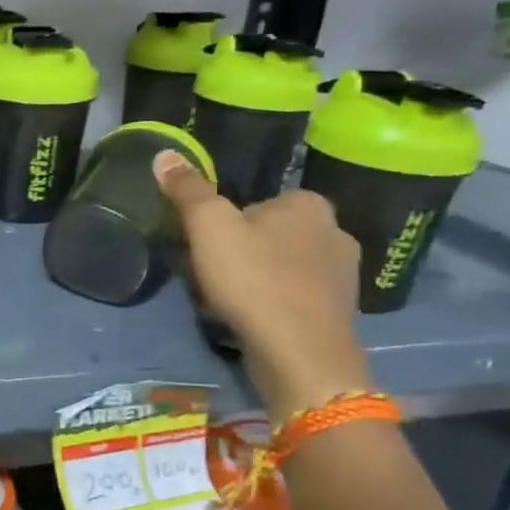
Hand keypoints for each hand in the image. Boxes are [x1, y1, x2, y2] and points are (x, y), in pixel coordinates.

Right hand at [154, 151, 371, 421]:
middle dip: (242, 253)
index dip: (224, 226)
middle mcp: (336, 231)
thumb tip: (164, 154)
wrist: (300, 355)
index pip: (254, 204)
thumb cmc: (254, 281)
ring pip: (283, 267)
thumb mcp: (209, 227)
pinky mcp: (342, 312)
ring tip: (230, 303)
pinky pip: (296, 298)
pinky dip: (275, 305)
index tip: (206, 251)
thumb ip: (188, 190)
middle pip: (268, 235)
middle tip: (213, 278)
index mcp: (309, 203)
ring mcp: (344, 275)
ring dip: (257, 280)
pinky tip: (255, 321)